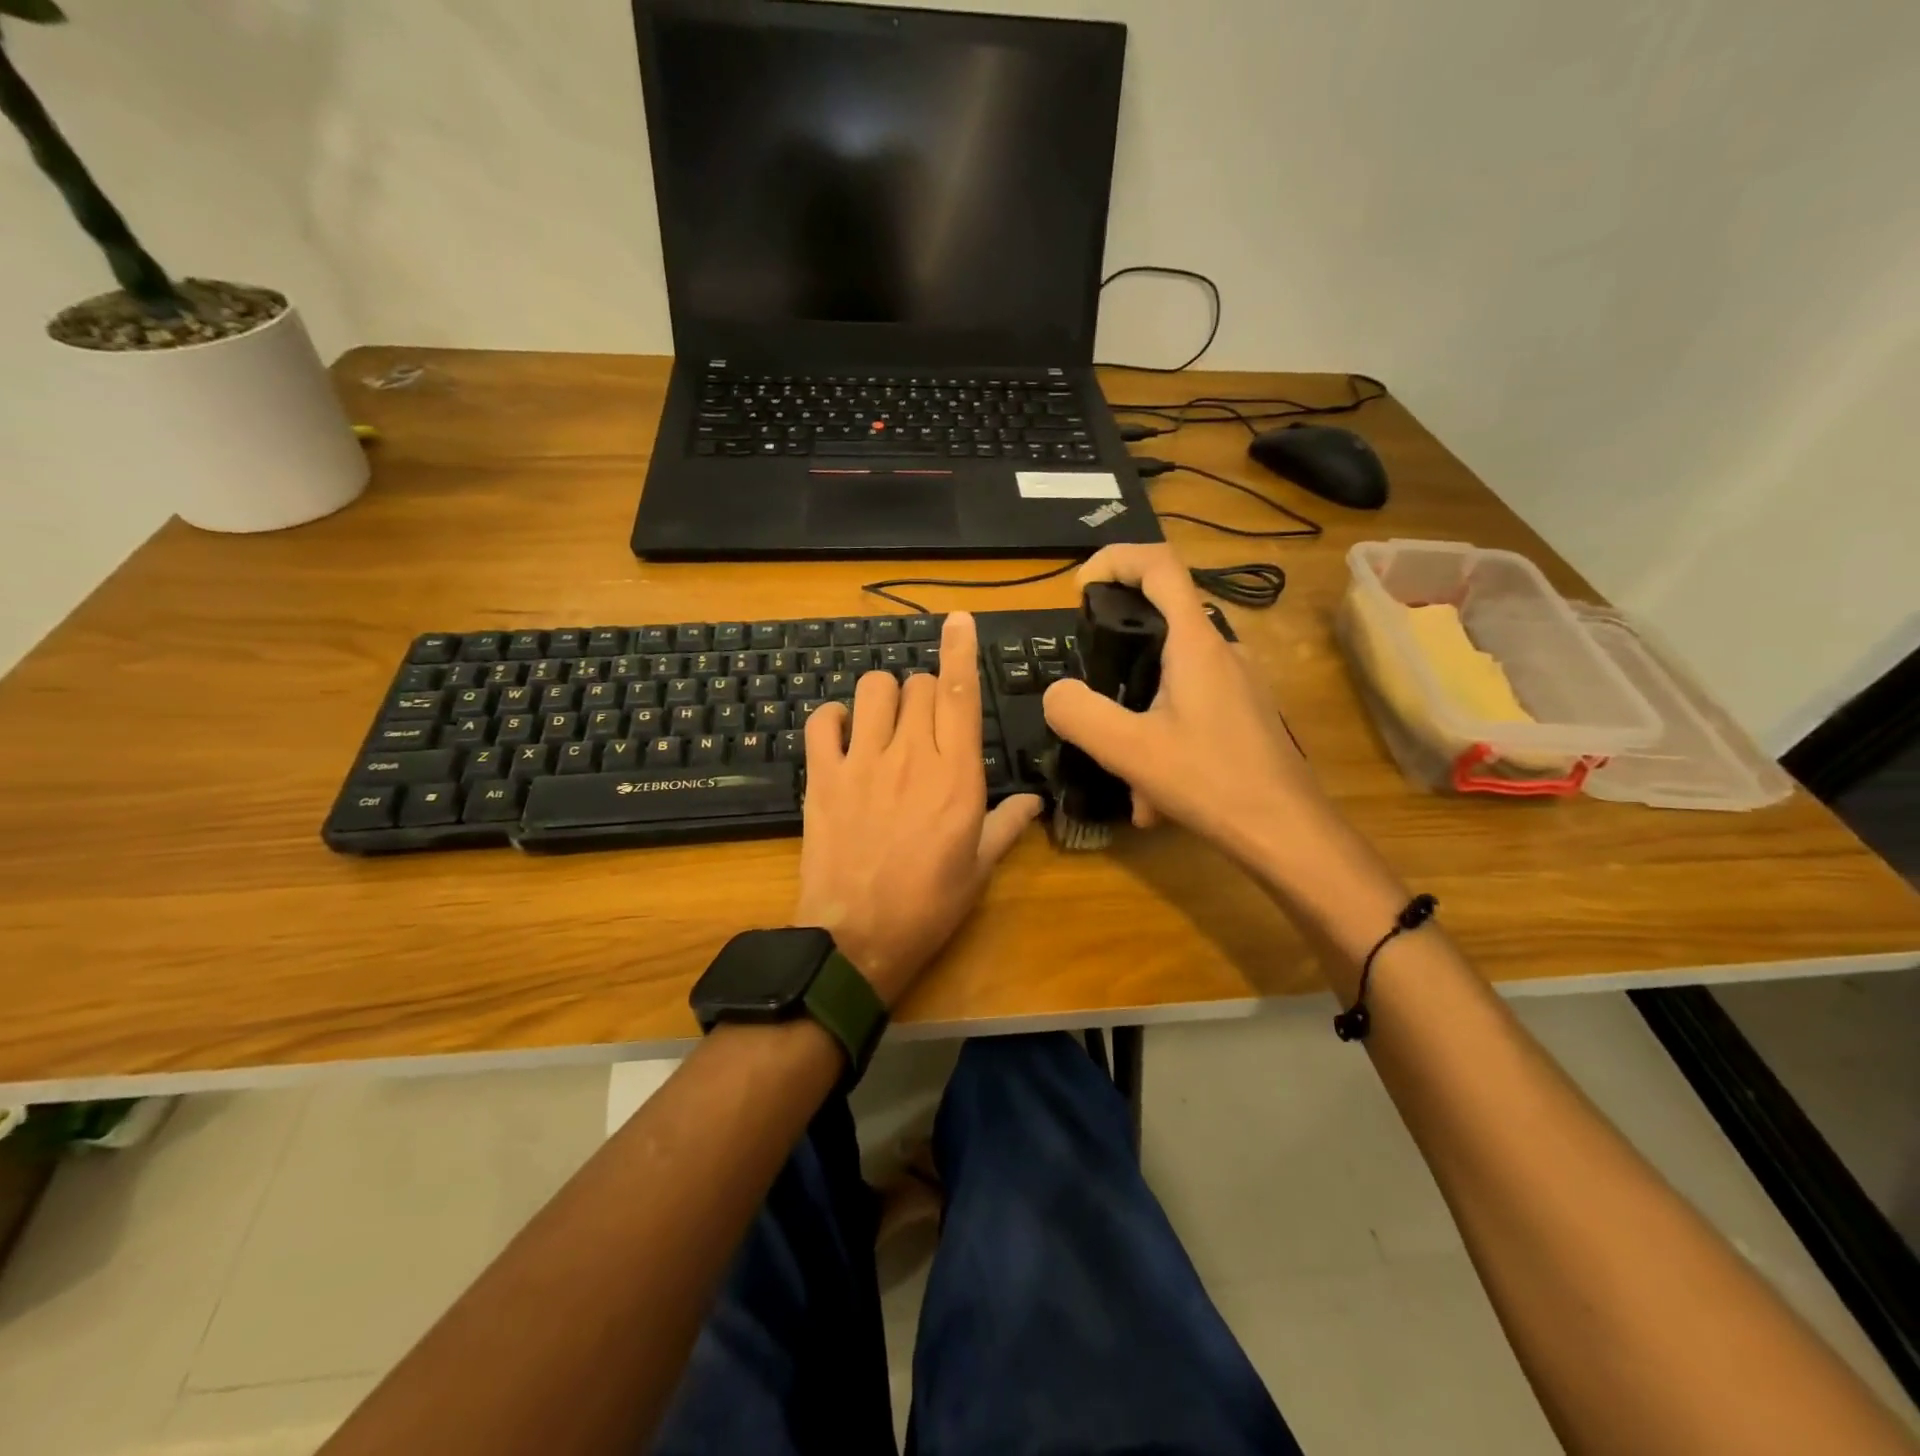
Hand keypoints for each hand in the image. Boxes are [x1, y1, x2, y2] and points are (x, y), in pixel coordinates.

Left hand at [795, 611, 1042, 1007]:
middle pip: (919, 685)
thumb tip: (1036, 801)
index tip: (958, 620)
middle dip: (926, 692)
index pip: (962, 694)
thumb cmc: (927, 906)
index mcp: (958, 776)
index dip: (961, 650)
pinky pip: (822, 719)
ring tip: (885, 722)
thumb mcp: (978, 869)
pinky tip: (842, 735)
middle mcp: (912, 755)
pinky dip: (833, 718)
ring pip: (874, 689)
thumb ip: (1007, 825)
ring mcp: (863, 762)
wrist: (856, 938)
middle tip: (925, 724)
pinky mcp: (822, 775)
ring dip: (884, 696)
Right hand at [1041, 543, 1329, 860]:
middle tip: (1090, 699)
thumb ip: (1080, 714)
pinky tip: (1153, 798)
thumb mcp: (1129, 750)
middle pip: (1159, 624)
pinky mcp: (1243, 715)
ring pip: (1169, 681)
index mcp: (1196, 644)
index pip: (1159, 566)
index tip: (1080, 588)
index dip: (1115, 559)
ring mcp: (1238, 685)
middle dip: (1115, 659)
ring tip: (1124, 776)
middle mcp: (1222, 652)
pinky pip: (1188, 712)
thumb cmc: (1211, 782)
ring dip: (1136, 720)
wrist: (1288, 835)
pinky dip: (1161, 743)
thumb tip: (1056, 693)